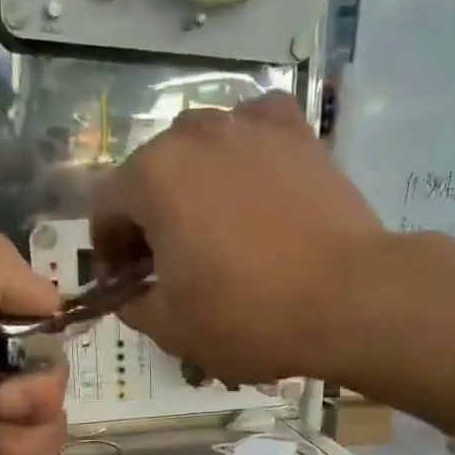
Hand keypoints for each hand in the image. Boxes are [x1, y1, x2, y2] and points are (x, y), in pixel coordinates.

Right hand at [89, 93, 389, 382]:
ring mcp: (249, 125)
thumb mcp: (172, 328)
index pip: (104, 208)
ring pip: (199, 150)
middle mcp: (193, 133)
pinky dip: (242, 157)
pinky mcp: (296, 131)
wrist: (350, 298)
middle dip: (148, 218)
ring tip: (214, 228)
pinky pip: (251, 133)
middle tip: (168, 262)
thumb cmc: (250, 316)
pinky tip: (253, 186)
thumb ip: (134, 306)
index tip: (126, 283)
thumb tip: (131, 293)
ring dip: (192, 187)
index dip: (107, 250)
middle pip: (150, 174)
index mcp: (152, 177)